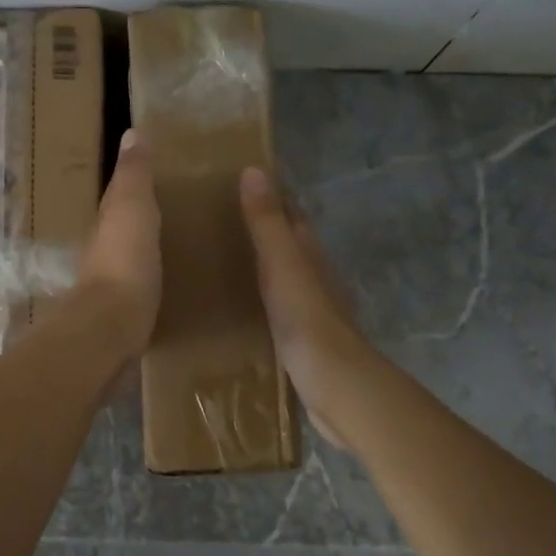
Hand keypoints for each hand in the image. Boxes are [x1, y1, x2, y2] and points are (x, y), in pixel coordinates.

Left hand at [77, 129, 161, 356]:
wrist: (112, 326)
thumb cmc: (124, 260)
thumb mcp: (132, 208)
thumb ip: (134, 175)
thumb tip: (131, 132)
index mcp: (109, 222)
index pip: (121, 194)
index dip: (137, 181)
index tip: (163, 170)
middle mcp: (107, 250)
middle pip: (126, 226)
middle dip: (146, 215)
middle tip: (181, 207)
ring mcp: (115, 283)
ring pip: (135, 256)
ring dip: (152, 247)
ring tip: (185, 243)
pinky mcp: (128, 312)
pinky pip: (146, 285)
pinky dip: (158, 277)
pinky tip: (177, 281)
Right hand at [239, 166, 374, 448]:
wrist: (336, 385)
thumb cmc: (307, 319)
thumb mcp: (283, 265)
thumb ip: (267, 223)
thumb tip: (254, 170)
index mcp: (311, 256)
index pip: (292, 218)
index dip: (271, 199)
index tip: (239, 185)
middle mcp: (316, 278)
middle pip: (290, 247)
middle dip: (264, 234)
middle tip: (219, 225)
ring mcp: (313, 312)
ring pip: (285, 279)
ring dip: (262, 269)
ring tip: (223, 264)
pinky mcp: (305, 342)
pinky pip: (279, 311)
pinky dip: (262, 302)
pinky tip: (243, 311)